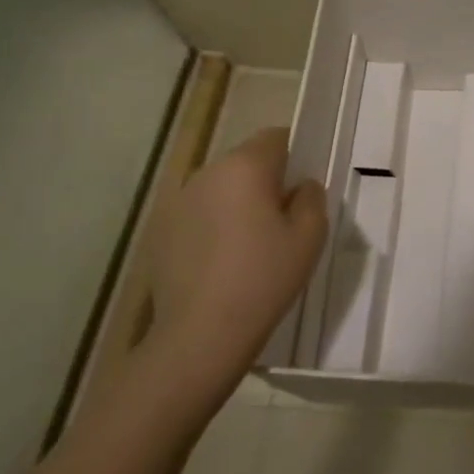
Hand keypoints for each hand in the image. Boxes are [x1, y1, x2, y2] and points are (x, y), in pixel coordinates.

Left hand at [145, 127, 326, 404]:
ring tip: (252, 245)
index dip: (294, 156)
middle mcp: (206, 174)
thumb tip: (301, 186)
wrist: (200, 335)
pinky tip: (224, 262)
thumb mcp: (310, 236)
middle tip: (283, 221)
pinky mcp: (160, 231)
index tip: (302, 189)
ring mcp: (177, 202)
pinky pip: (199, 214)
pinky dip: (214, 226)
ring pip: (221, 188)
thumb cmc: (264, 278)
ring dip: (238, 203)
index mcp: (244, 167)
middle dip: (265, 181)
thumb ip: (312, 198)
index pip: (275, 138)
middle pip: (245, 162)